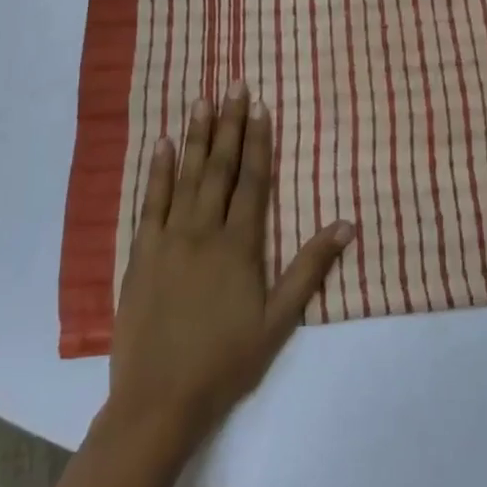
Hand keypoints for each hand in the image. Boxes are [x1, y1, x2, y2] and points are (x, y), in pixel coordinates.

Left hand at [106, 82, 356, 452]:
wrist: (159, 400)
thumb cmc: (227, 360)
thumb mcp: (279, 319)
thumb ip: (310, 267)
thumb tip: (346, 224)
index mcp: (240, 245)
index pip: (253, 181)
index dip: (259, 141)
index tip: (261, 107)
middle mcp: (203, 231)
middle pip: (220, 168)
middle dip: (229, 125)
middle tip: (234, 87)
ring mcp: (168, 240)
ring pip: (186, 177)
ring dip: (197, 137)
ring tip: (203, 101)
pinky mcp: (140, 255)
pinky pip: (150, 203)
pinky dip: (158, 172)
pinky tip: (164, 146)